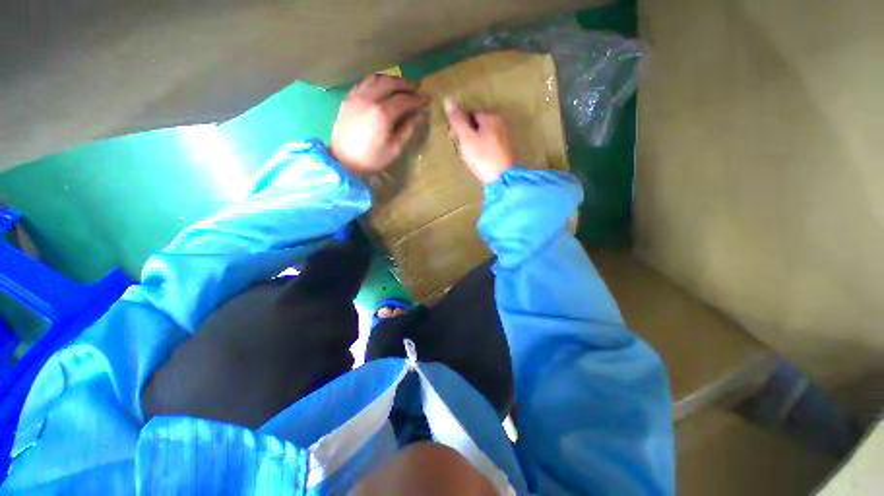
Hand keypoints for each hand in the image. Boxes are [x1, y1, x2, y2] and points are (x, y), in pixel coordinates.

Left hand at [331, 74, 429, 177]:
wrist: (344, 161)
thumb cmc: (372, 159)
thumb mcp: (395, 148)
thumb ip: (409, 129)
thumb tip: (420, 115)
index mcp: (382, 113)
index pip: (404, 99)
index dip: (418, 98)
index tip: (427, 99)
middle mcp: (369, 99)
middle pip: (390, 82)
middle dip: (406, 84)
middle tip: (416, 90)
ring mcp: (356, 96)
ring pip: (376, 78)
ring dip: (391, 80)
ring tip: (400, 88)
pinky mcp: (348, 99)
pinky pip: (364, 83)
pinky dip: (376, 83)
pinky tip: (381, 90)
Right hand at [443, 99, 513, 183]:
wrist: (501, 178)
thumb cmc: (482, 157)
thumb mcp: (466, 138)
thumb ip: (458, 120)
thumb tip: (448, 99)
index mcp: (491, 117)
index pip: (471, 114)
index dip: (461, 125)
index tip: (456, 138)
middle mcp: (501, 123)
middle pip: (479, 123)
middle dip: (469, 133)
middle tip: (463, 148)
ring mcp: (506, 136)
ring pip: (486, 134)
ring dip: (477, 141)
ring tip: (471, 154)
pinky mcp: (507, 149)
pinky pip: (492, 143)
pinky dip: (485, 148)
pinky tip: (481, 158)